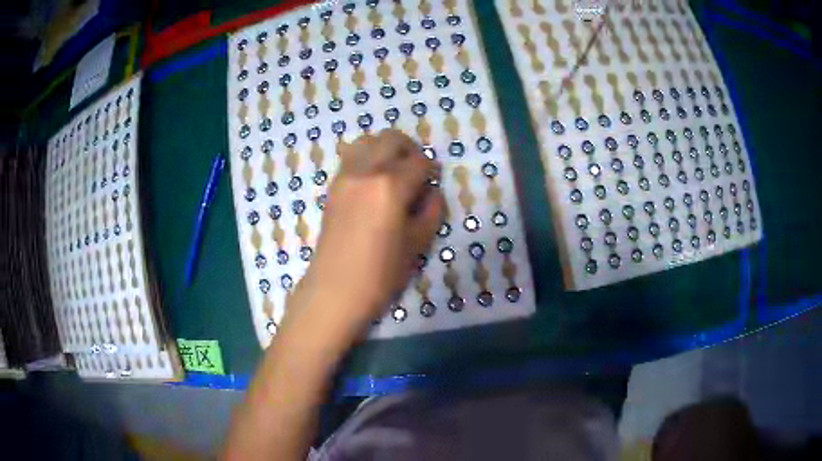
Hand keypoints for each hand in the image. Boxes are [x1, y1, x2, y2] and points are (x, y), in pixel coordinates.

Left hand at [287, 129, 444, 339]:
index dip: (431, 170)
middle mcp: (365, 172)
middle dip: (410, 149)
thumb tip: (432, 191)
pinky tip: (374, 182)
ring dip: (385, 148)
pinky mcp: (333, 186)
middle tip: (417, 171)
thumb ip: (431, 211)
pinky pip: (351, 157)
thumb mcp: (418, 244)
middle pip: (391, 139)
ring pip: (367, 141)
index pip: (419, 161)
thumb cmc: (380, 274)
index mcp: (390, 186)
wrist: (335, 291)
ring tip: (394, 171)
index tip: (433, 182)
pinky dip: (367, 158)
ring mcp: (344, 177)